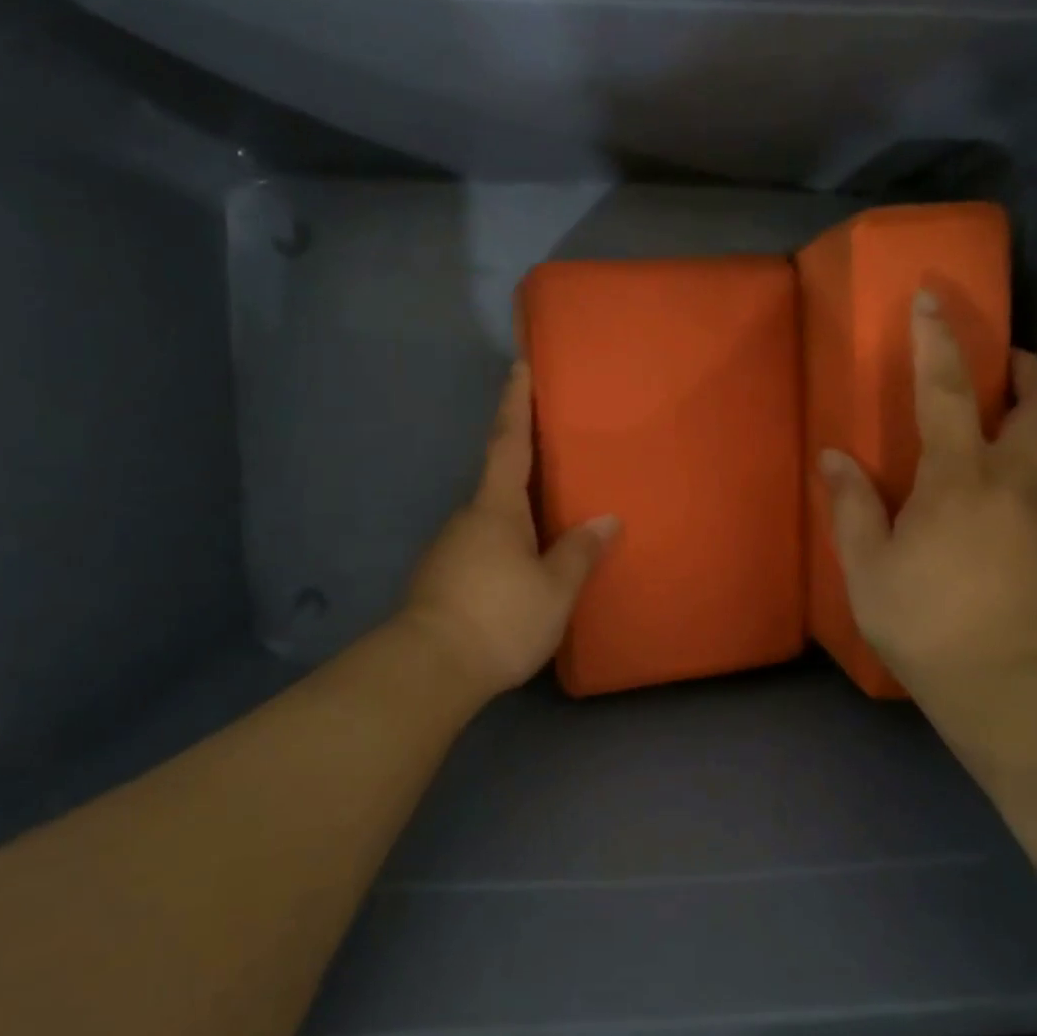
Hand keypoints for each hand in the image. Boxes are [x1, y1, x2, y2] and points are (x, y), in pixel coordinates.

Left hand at [402, 361, 618, 695]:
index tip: (518, 366)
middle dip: (523, 463)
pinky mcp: (442, 578)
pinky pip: (482, 547)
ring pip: (490, 518)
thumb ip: (579, 552)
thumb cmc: (499, 617)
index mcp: (496, 508)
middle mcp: (468, 518)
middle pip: (499, 479)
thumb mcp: (554, 588)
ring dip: (516, 513)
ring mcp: (449, 548)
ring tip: (549, 521)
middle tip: (555, 455)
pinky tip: (521, 567)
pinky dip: (505, 545)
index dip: (515, 403)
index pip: (508, 442)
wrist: (429, 669)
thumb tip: (607, 520)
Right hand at [819, 290, 1036, 696]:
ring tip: (1002, 416)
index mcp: (958, 480)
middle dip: (1031, 370)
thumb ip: (852, 506)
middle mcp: (1012, 483)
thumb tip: (836, 457)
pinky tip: (998, 484)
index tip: (933, 299)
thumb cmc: (925, 622)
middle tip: (1006, 359)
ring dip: (1036, 412)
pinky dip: (1031, 458)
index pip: (949, 393)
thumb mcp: (868, 567)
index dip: (940, 342)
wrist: (1007, 685)